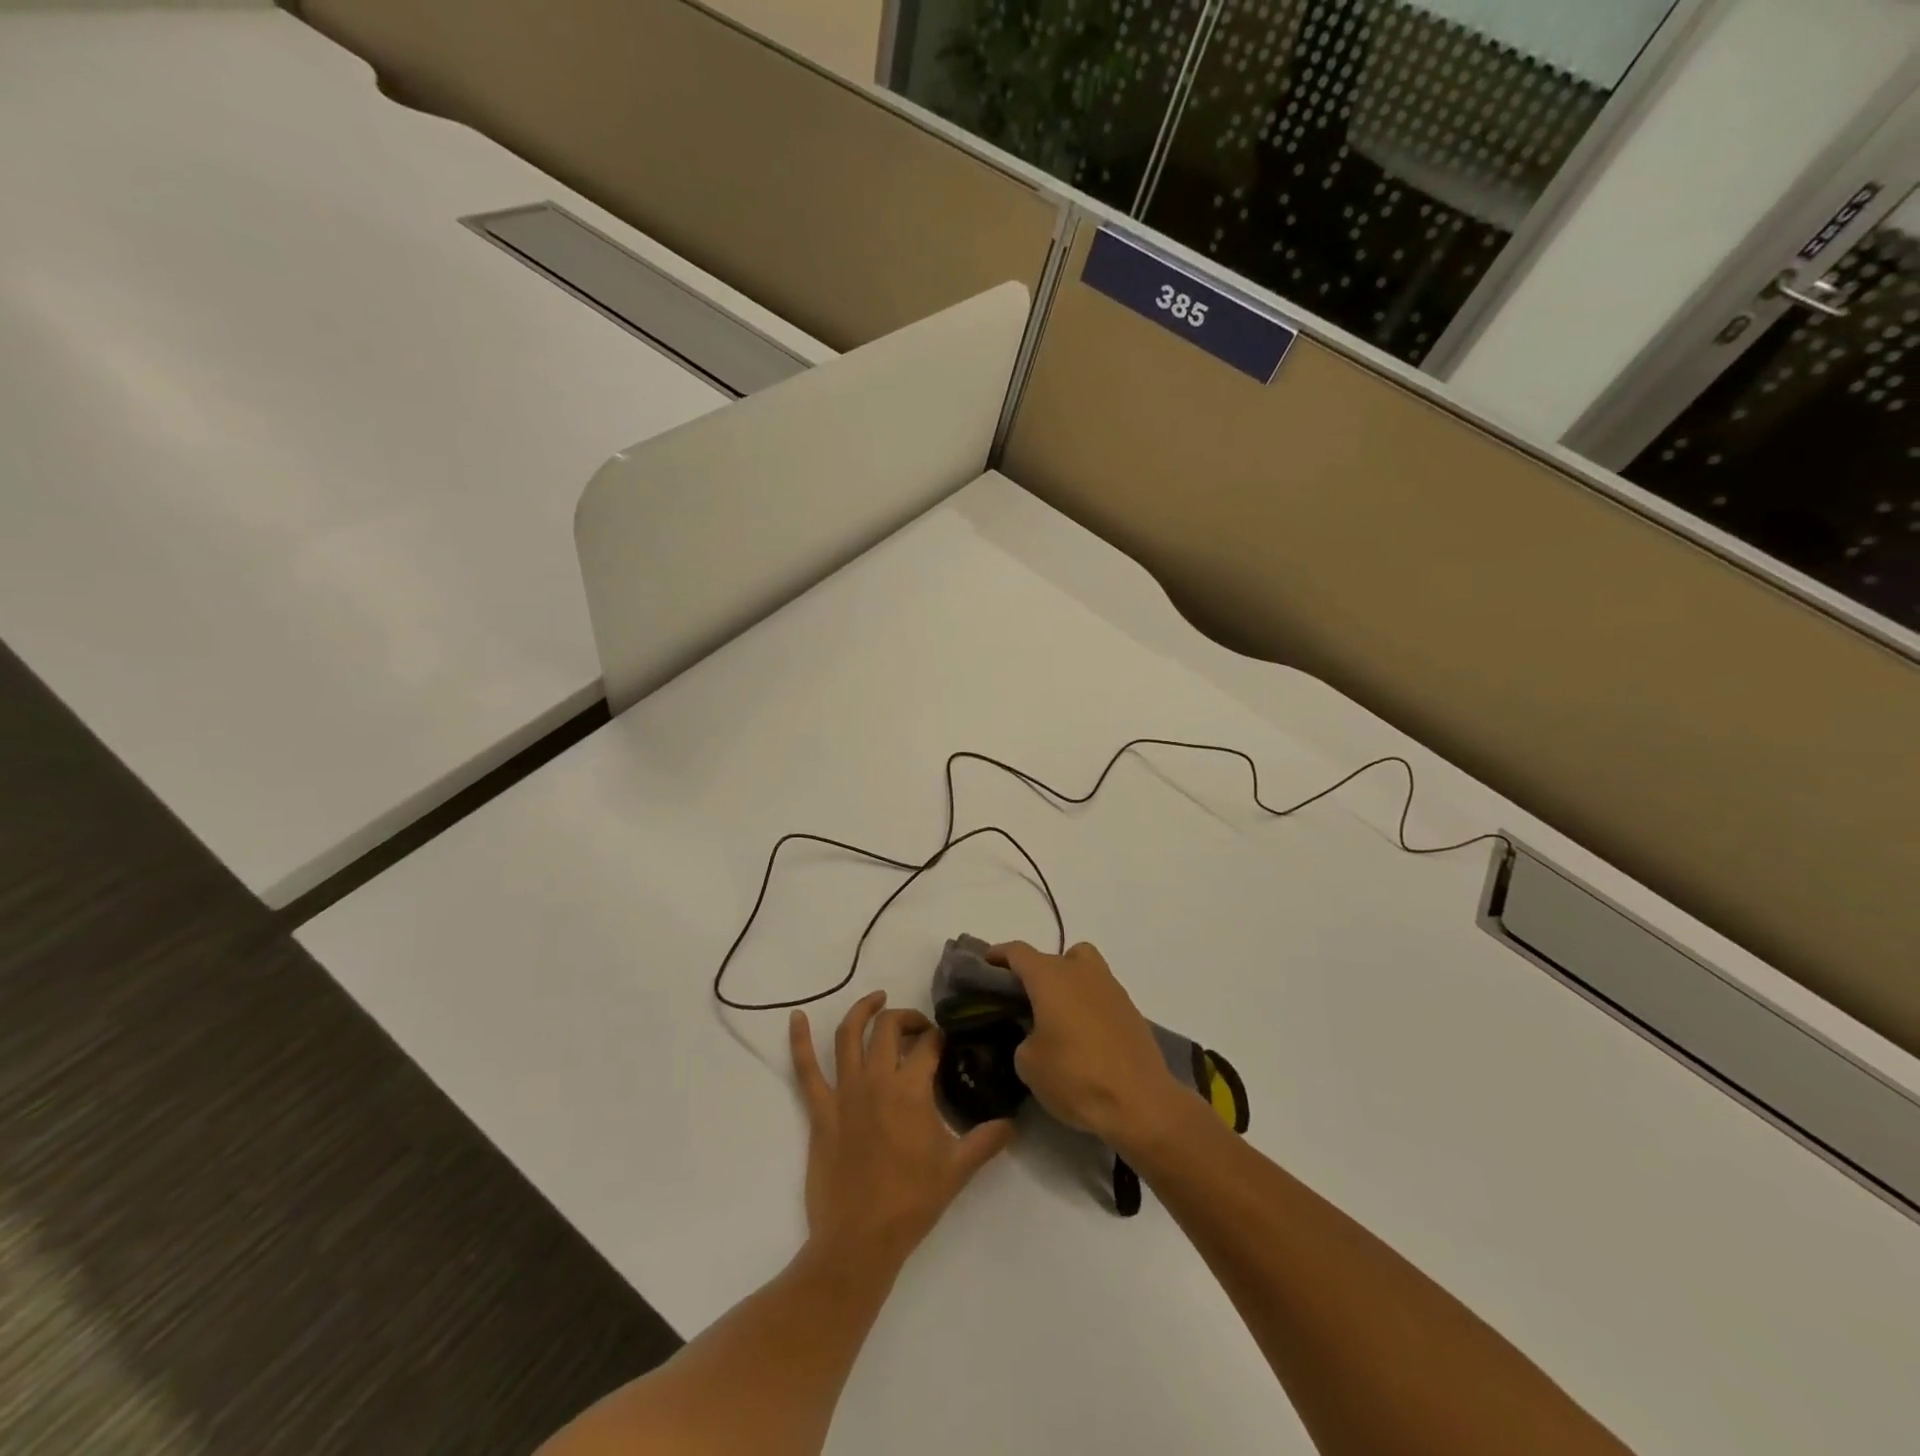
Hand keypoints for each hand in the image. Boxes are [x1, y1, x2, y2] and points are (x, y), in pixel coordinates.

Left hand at [790, 991, 1015, 1270]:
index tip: (947, 1043)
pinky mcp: (820, 1110)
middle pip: (889, 1028)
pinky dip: (799, 1041)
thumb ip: (986, 1140)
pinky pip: (805, 1070)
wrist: (859, 1241)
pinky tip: (796, 1017)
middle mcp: (876, 1079)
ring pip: (849, 1035)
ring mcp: (844, 1092)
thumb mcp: (957, 1170)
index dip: (940, 1037)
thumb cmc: (911, 1202)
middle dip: (907, 1018)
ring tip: (876, 999)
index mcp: (911, 1090)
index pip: (928, 1045)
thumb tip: (1012, 1122)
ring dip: (862, 1011)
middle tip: (919, 1028)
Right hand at [990, 941, 1190, 1156]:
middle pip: (1052, 957)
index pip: (1018, 952)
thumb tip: (1034, 1035)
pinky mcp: (1130, 1009)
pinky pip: (1099, 993)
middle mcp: (1081, 971)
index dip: (998, 955)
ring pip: (1081, 968)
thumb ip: (1022, 1037)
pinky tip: (1081, 1035)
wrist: (1140, 1102)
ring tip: (1054, 1015)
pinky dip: (1086, 1003)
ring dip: (1065, 982)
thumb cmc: (1076, 1077)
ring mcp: (1110, 987)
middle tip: (1020, 999)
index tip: (985, 964)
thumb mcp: (1028, 1063)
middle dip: (1034, 973)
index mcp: (1050, 977)